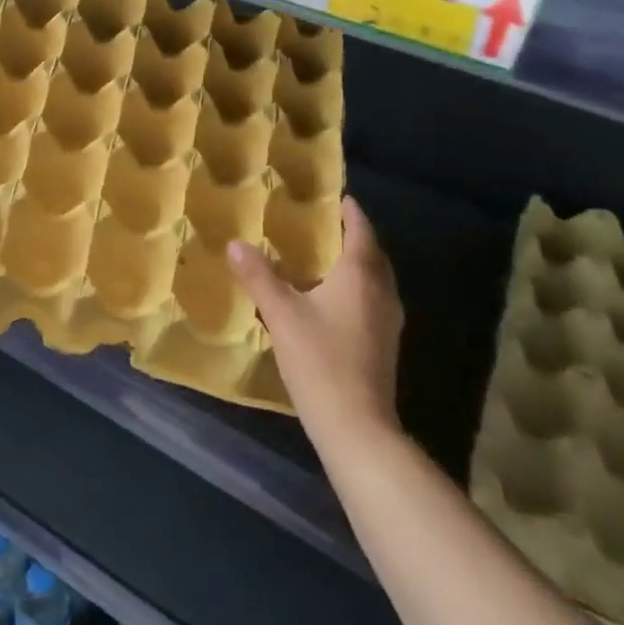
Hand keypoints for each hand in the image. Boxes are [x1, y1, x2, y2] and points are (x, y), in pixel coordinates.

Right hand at [228, 196, 403, 444]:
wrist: (356, 426)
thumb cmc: (320, 360)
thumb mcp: (281, 314)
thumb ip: (258, 276)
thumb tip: (235, 243)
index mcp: (360, 276)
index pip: (361, 232)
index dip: (351, 213)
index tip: (339, 197)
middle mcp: (381, 293)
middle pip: (373, 255)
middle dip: (354, 237)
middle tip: (326, 225)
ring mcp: (388, 321)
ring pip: (376, 280)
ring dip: (357, 264)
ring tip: (326, 258)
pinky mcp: (384, 345)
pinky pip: (373, 301)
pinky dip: (357, 289)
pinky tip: (332, 300)